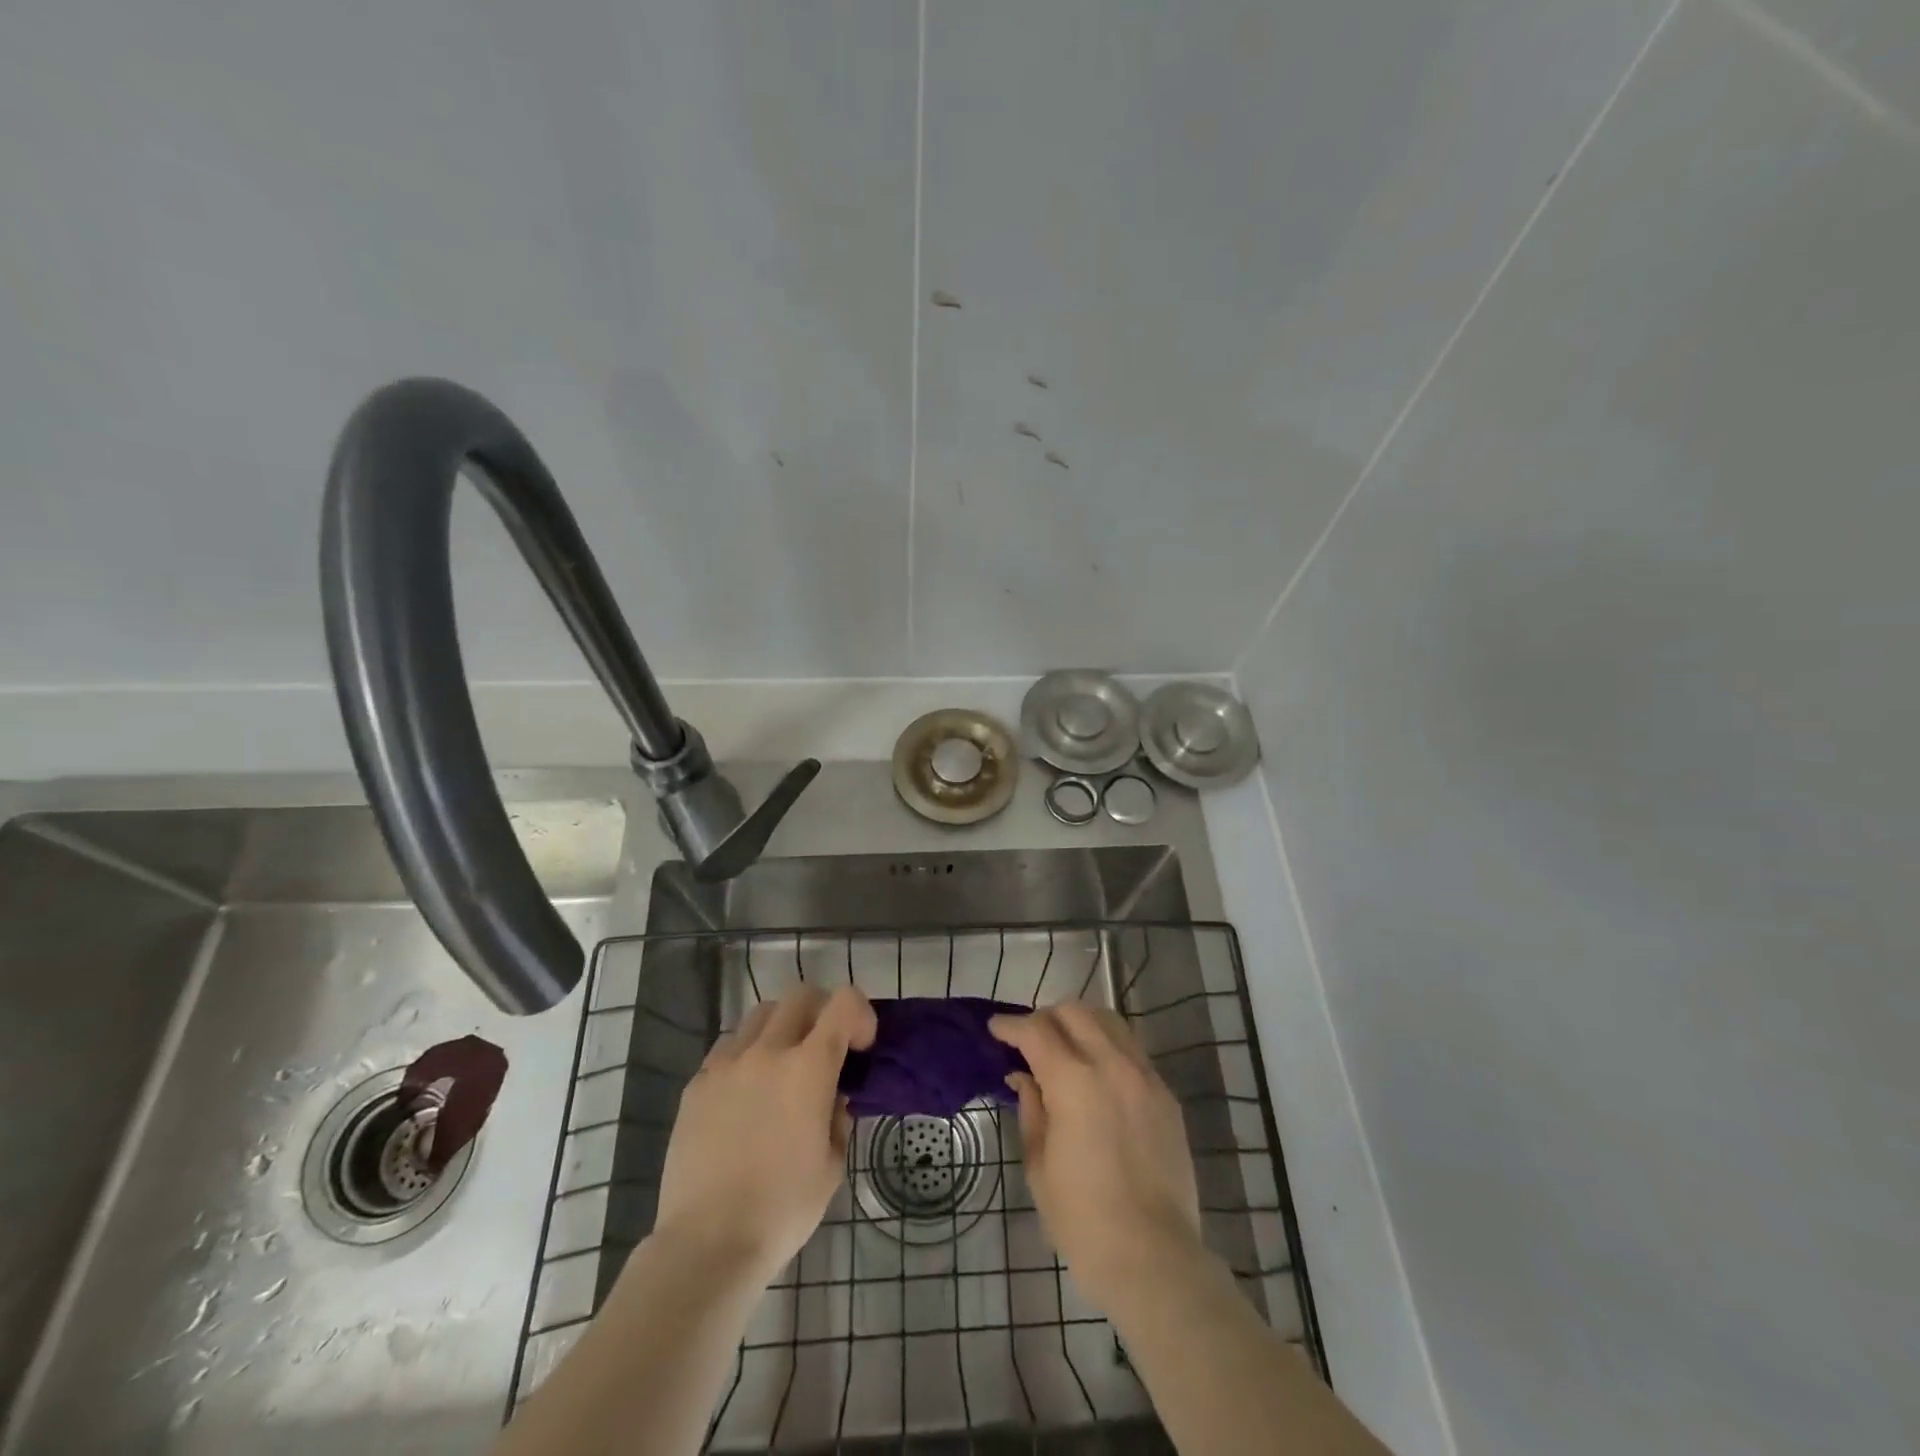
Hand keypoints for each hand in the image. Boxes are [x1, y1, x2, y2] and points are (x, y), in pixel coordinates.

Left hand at [652, 985, 876, 1283]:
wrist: (708, 1243)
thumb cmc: (783, 1208)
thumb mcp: (832, 1165)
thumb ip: (837, 1117)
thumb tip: (830, 1098)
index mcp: (809, 1067)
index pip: (844, 1004)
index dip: (860, 1014)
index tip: (861, 1046)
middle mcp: (768, 1051)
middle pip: (800, 996)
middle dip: (822, 1011)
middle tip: (825, 1046)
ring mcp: (727, 1064)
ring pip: (761, 1015)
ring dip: (782, 1027)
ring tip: (782, 1065)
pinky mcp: (696, 1084)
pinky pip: (727, 1047)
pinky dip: (746, 1054)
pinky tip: (746, 1091)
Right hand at [990, 1003, 1201, 1310]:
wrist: (1154, 1258)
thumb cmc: (1083, 1220)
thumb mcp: (1039, 1165)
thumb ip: (1031, 1109)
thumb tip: (1023, 1077)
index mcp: (1074, 1082)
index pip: (1036, 1031)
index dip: (1010, 1026)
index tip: (995, 1029)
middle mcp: (1112, 1065)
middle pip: (1075, 1012)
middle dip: (1046, 1017)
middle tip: (1029, 1039)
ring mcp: (1145, 1077)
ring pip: (1109, 1021)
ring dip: (1080, 1023)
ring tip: (1064, 1046)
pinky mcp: (1166, 1095)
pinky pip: (1132, 1050)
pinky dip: (1108, 1046)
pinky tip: (1097, 1073)